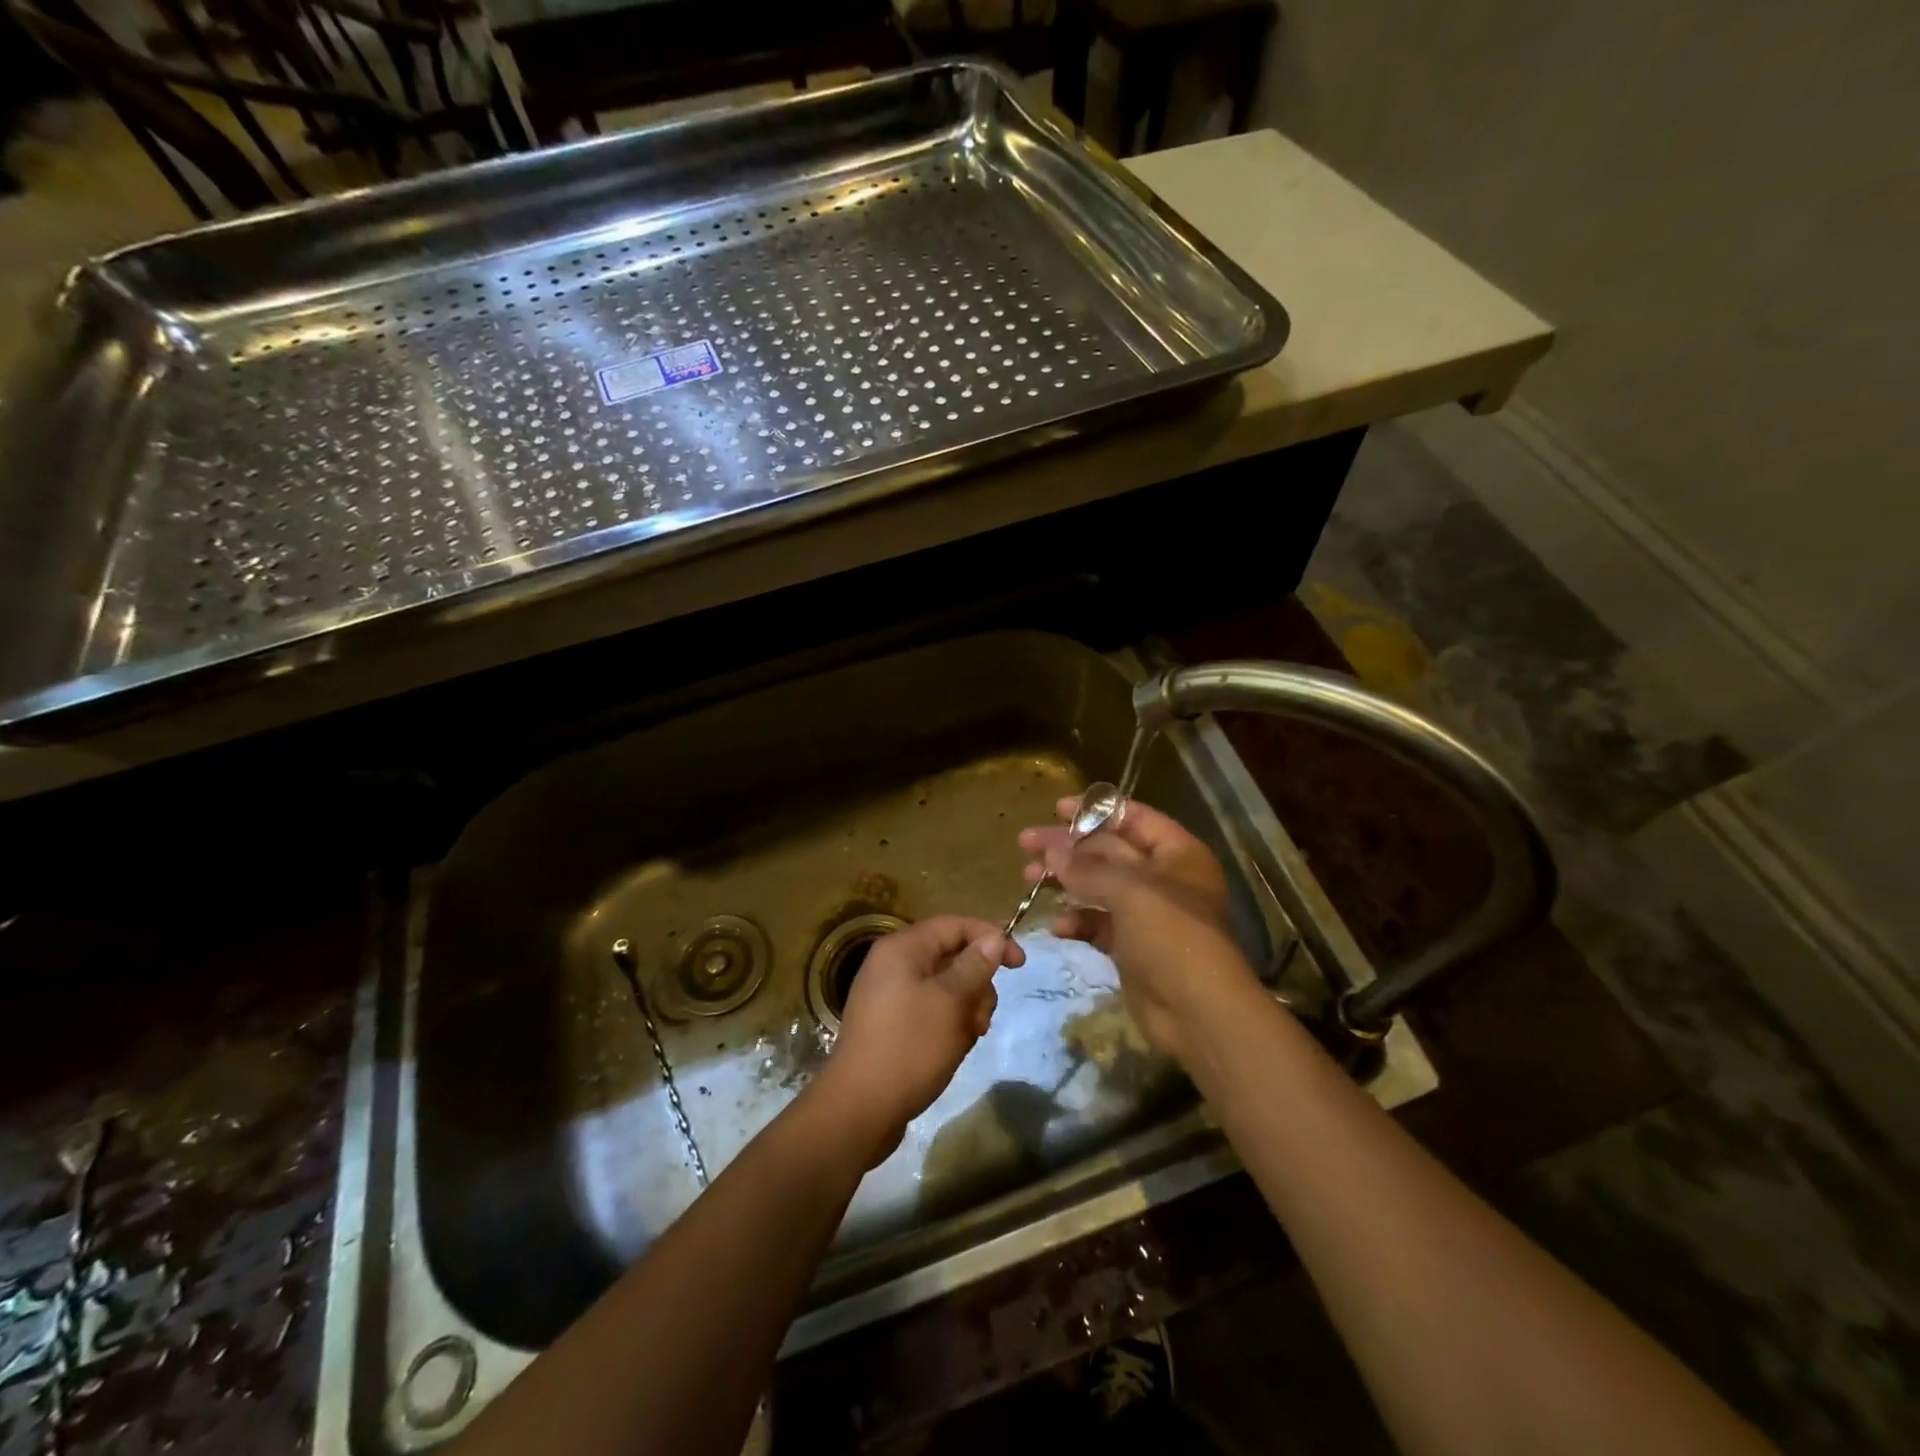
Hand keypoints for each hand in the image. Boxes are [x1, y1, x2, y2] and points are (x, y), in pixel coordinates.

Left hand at [811, 916, 1024, 1165]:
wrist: (859, 1109)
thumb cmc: (909, 1047)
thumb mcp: (950, 1002)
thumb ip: (975, 966)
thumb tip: (993, 939)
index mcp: (903, 948)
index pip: (955, 925)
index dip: (991, 938)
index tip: (1020, 965)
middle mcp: (892, 964)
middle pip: (951, 956)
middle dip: (977, 984)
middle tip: (982, 1018)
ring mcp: (888, 995)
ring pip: (944, 987)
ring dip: (965, 1008)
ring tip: (967, 1038)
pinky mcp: (890, 1024)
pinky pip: (929, 1010)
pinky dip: (948, 1024)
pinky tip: (953, 1049)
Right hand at [1019, 796, 1260, 1064]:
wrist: (1198, 1012)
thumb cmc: (1171, 935)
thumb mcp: (1129, 891)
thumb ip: (1087, 868)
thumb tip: (1050, 850)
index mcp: (1176, 853)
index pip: (1132, 818)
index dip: (1095, 810)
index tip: (1055, 810)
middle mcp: (1163, 877)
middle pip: (1109, 850)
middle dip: (1068, 847)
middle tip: (1026, 844)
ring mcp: (1147, 913)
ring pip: (1099, 886)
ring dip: (1066, 882)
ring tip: (1029, 879)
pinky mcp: (1132, 946)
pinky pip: (1099, 923)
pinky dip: (1078, 921)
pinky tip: (1058, 926)